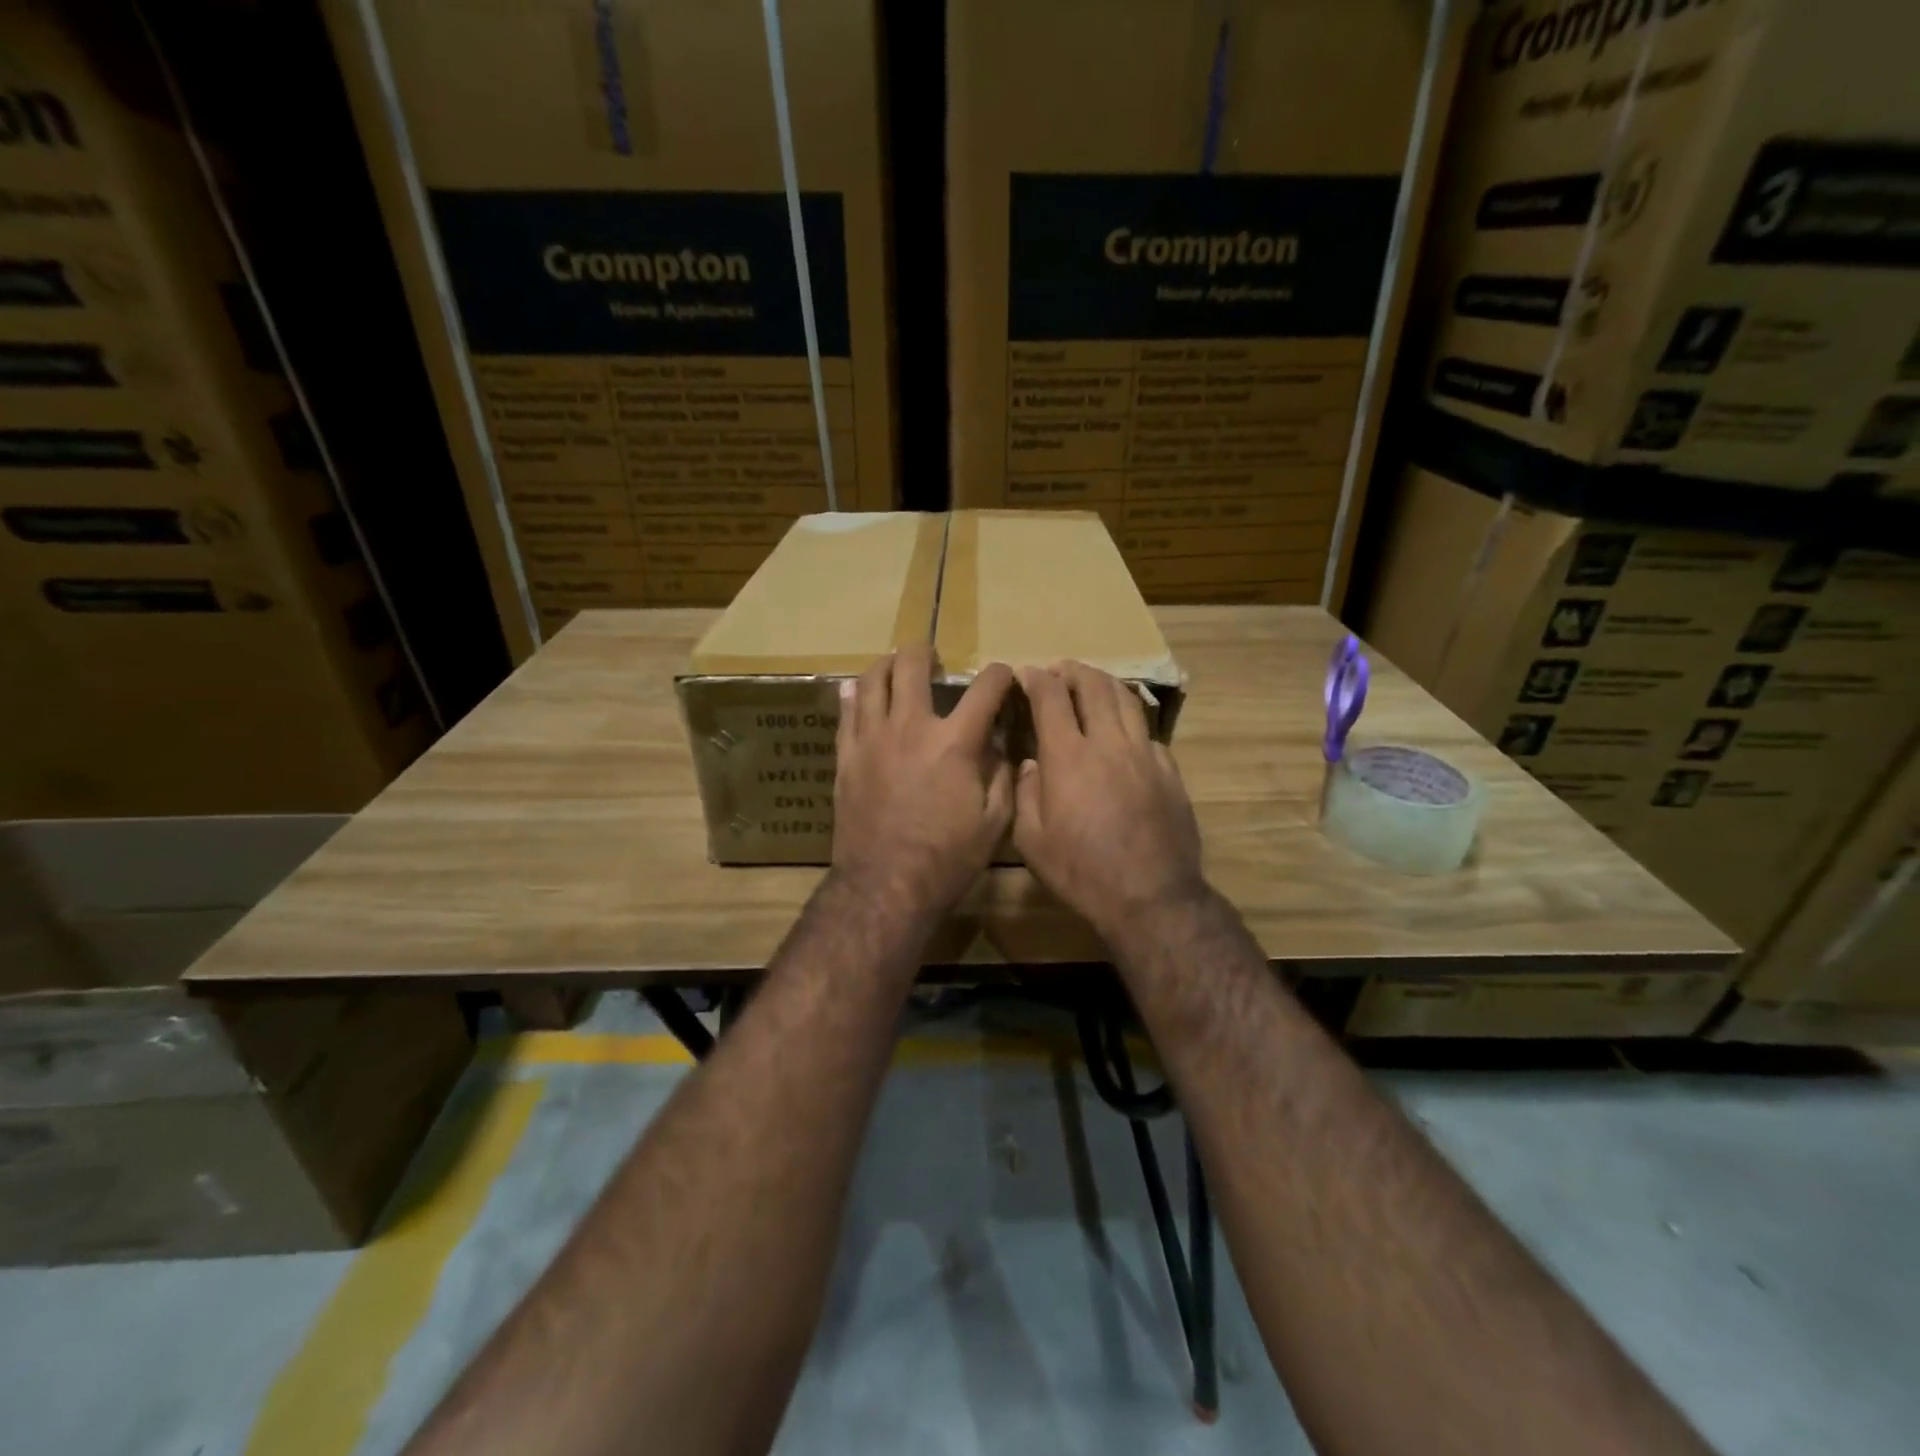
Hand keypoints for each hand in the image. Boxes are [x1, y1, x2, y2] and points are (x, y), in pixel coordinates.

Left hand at [832, 645, 1014, 920]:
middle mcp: (910, 727)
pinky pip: (845, 713)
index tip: (1003, 676)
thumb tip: (1000, 744)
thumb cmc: (947, 859)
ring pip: (871, 681)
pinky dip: (854, 695)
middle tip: (932, 657)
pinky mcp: (845, 757)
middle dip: (925, 651)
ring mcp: (871, 739)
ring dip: (886, 665)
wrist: (885, 885)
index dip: (999, 675)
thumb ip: (1002, 775)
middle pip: (912, 666)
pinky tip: (858, 692)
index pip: (985, 688)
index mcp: (955, 742)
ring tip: (895, 667)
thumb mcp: (995, 822)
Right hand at [1013, 661, 1206, 942]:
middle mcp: (1108, 743)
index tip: (1026, 672)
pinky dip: (1128, 718)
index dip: (1036, 678)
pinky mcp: (1169, 771)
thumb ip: (1025, 793)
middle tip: (1059, 669)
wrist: (1150, 897)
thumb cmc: (1081, 872)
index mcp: (1068, 756)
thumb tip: (1031, 765)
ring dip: (1104, 683)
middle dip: (1072, 670)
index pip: (1051, 698)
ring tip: (1092, 682)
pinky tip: (1123, 729)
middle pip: (1093, 686)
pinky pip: (1146, 731)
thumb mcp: (1031, 840)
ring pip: (1126, 700)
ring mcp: (1144, 754)